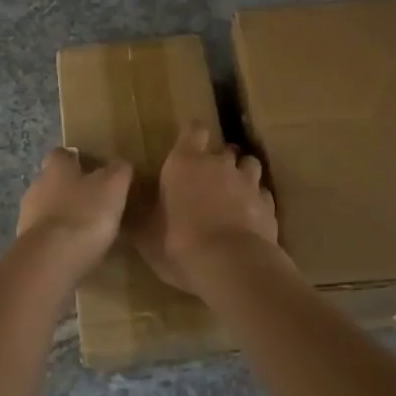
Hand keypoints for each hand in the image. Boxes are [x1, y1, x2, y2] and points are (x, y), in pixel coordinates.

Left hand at [15, 148, 132, 288]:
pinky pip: (46, 237)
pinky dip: (59, 241)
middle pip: (54, 182)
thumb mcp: (114, 186)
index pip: (62, 154)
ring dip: (64, 217)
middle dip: (71, 190)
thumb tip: (120, 165)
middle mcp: (37, 186)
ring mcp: (27, 217)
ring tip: (88, 232)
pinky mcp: (26, 245)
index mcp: (56, 167)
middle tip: (96, 203)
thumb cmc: (84, 214)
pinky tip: (76, 253)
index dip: (78, 160)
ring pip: (48, 210)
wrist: (50, 261)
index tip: (96, 171)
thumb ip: (119, 171)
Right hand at [136, 124, 279, 293]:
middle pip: (224, 148)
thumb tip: (126, 208)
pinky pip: (263, 195)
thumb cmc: (180, 243)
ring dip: (242, 174)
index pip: (193, 130)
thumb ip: (141, 216)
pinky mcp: (269, 206)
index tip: (188, 142)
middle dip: (219, 159)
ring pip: (249, 165)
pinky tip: (251, 217)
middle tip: (208, 178)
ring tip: (234, 193)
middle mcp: (219, 164)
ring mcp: (248, 183)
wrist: (232, 266)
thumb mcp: (147, 235)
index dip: (192, 133)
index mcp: (185, 162)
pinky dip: (257, 201)